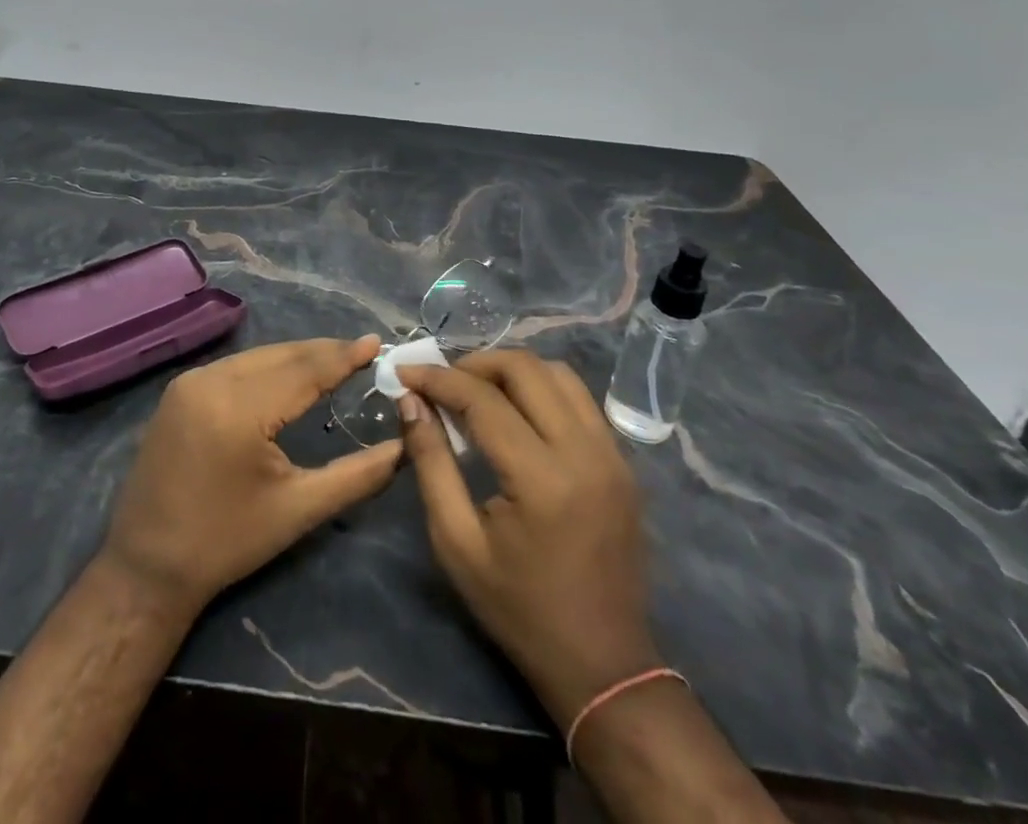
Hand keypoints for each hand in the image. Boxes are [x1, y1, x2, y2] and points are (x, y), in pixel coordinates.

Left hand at [101, 336, 400, 614]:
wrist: (148, 566)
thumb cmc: (227, 542)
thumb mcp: (298, 510)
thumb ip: (356, 476)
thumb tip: (403, 448)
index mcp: (239, 409)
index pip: (304, 371)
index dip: (344, 356)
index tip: (378, 342)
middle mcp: (211, 381)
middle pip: (281, 356)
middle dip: (324, 352)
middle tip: (364, 350)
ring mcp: (190, 381)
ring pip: (258, 357)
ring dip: (296, 357)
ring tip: (335, 359)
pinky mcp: (180, 390)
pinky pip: (235, 367)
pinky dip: (268, 367)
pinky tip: (289, 375)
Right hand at [398, 350, 660, 726]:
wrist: (603, 664)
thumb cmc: (519, 608)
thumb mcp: (457, 542)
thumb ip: (431, 462)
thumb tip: (410, 401)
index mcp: (543, 480)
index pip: (484, 399)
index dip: (438, 378)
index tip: (405, 373)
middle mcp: (586, 453)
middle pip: (526, 369)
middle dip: (475, 363)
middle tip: (441, 381)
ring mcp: (613, 455)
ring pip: (559, 373)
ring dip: (511, 370)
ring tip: (476, 389)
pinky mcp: (623, 462)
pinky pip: (579, 399)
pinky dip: (542, 388)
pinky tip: (516, 410)